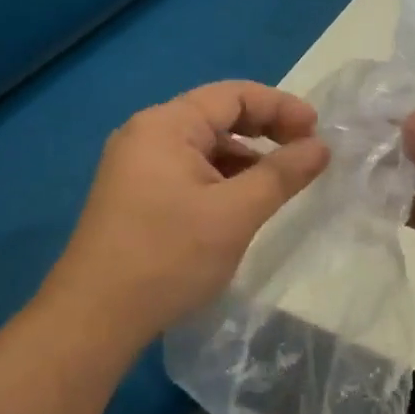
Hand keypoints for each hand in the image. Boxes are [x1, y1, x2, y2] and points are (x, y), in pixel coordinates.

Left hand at [41, 82, 330, 345]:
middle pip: (216, 116)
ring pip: (202, 147)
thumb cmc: (169, 256)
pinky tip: (239, 206)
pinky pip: (186, 171)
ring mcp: (134, 166)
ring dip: (244, 159)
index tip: (318, 132)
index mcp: (166, 125)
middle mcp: (145, 134)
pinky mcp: (132, 195)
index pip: (233, 95)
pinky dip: (219, 179)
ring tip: (278, 184)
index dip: (281, 107)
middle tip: (304, 154)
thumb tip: (320, 147)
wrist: (94, 318)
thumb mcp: (235, 213)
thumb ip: (282, 174)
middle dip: (264, 131)